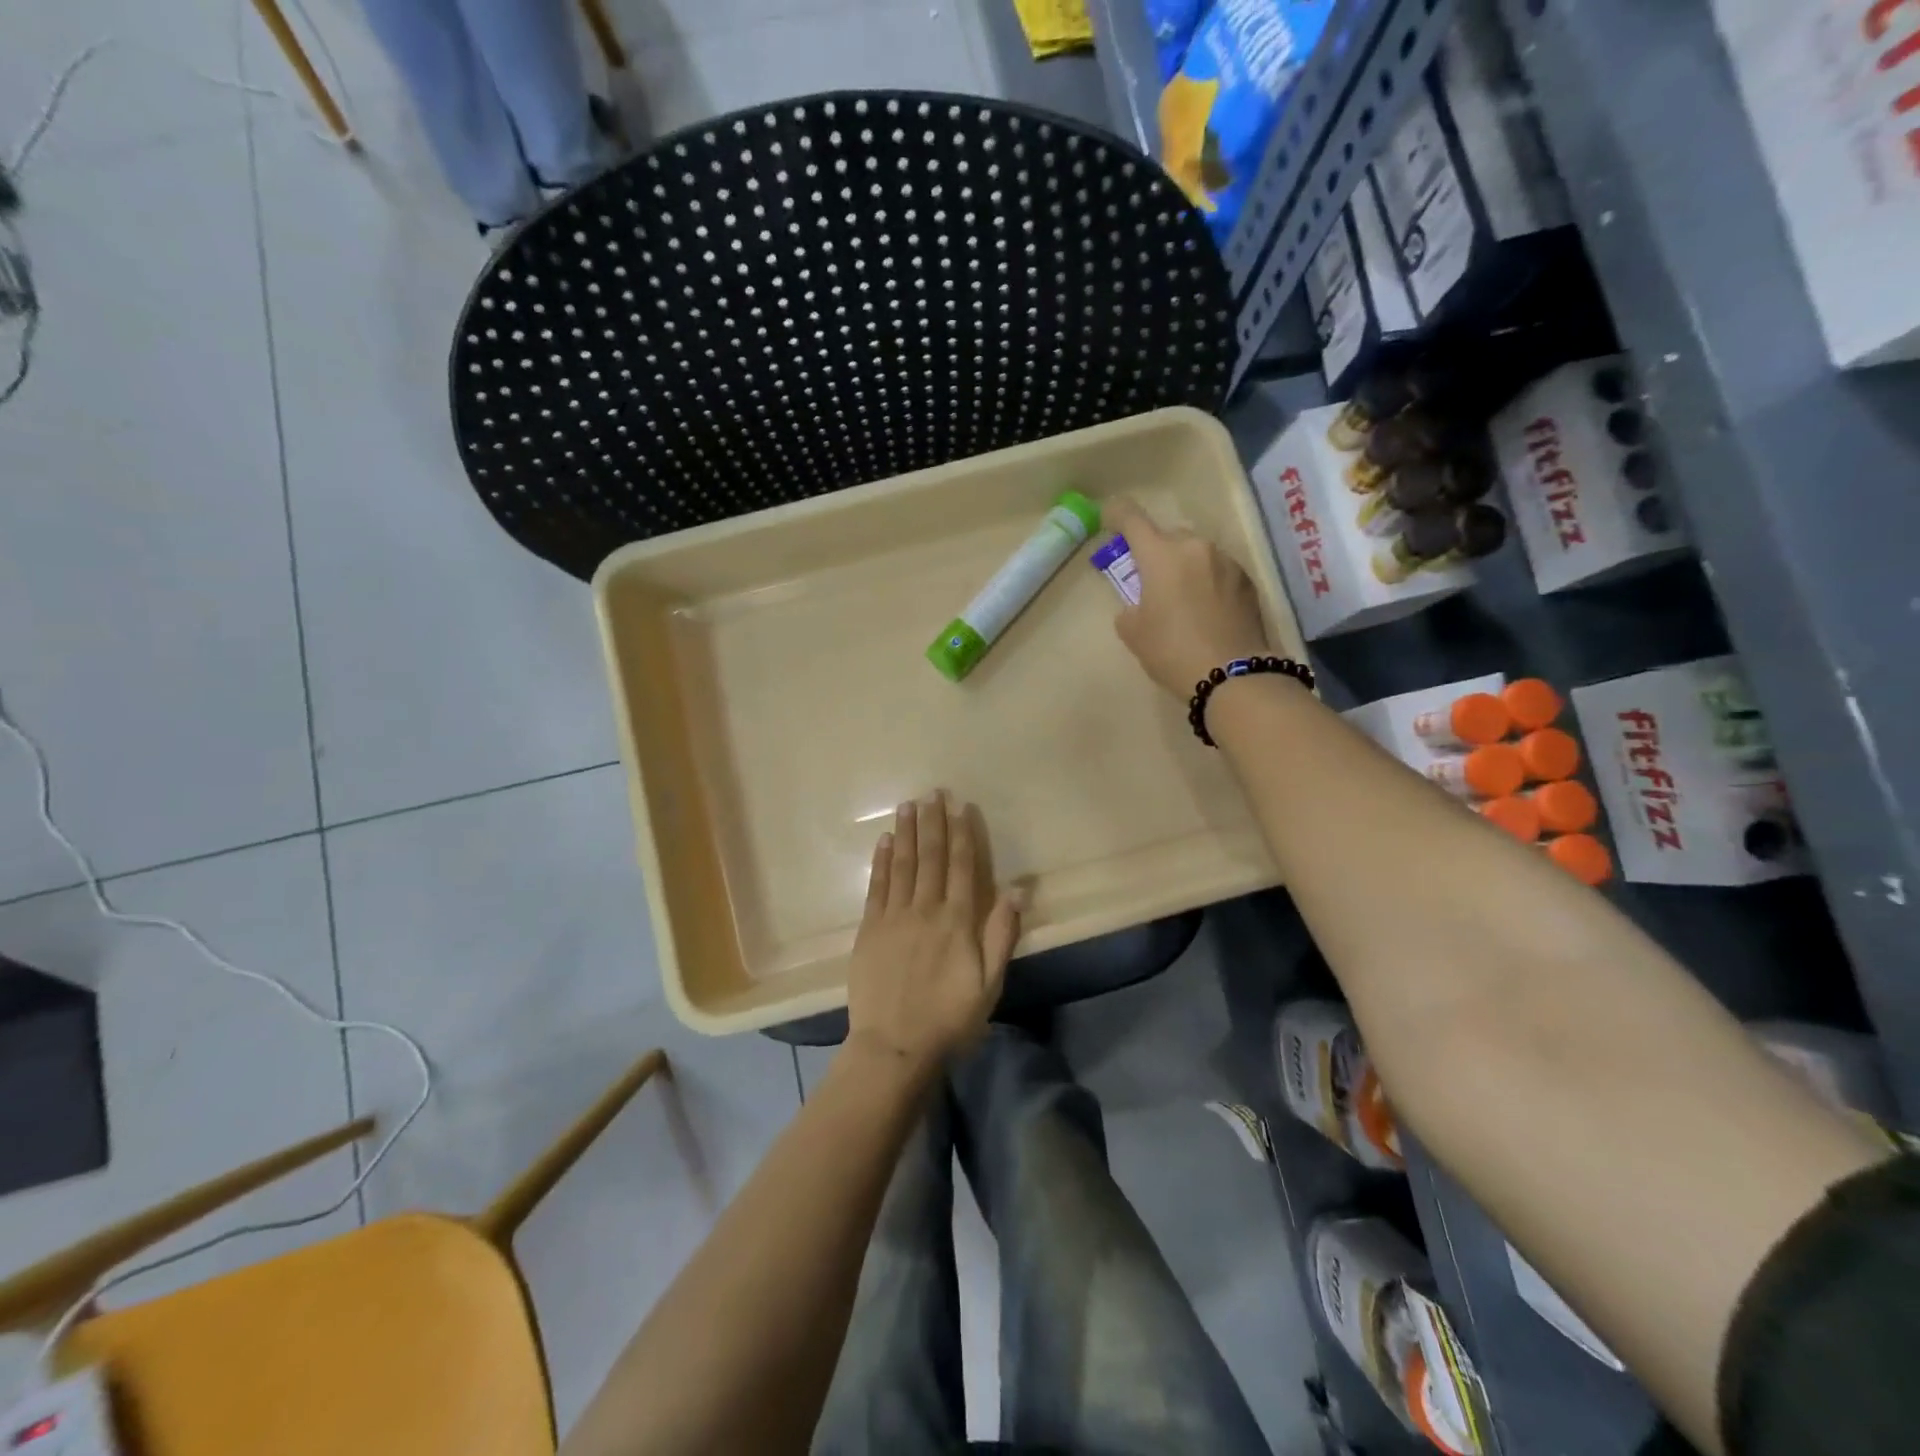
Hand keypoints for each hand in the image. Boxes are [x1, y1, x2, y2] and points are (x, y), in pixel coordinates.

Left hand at [845, 793, 1022, 1072]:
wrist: (894, 1046)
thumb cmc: (950, 1018)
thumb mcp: (989, 983)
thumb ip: (1001, 934)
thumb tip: (1018, 890)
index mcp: (957, 921)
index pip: (961, 866)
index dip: (962, 834)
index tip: (962, 807)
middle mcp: (925, 909)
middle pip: (930, 857)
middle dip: (933, 822)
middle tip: (932, 792)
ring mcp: (893, 917)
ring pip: (902, 864)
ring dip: (906, 832)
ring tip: (908, 804)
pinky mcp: (869, 929)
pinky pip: (876, 886)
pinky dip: (881, 861)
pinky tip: (884, 841)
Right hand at [1105, 498, 1269, 698]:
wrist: (1233, 675)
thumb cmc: (1172, 651)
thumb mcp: (1133, 633)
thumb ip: (1130, 607)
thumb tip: (1140, 603)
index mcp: (1161, 555)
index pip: (1132, 519)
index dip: (1117, 515)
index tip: (1109, 519)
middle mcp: (1196, 547)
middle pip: (1168, 537)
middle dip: (1156, 553)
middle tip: (1150, 581)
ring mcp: (1227, 561)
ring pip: (1197, 553)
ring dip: (1185, 567)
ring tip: (1182, 600)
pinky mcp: (1248, 580)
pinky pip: (1218, 570)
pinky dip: (1207, 582)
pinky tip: (1207, 611)